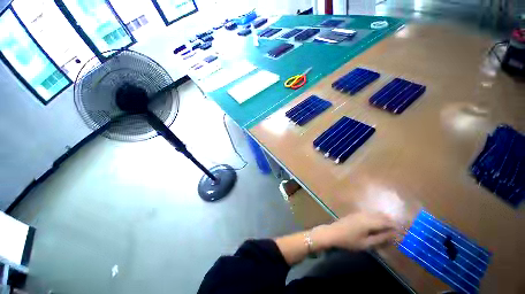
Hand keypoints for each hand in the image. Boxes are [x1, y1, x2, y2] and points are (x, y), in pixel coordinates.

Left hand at [312, 212, 398, 251]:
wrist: (332, 233)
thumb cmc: (349, 241)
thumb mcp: (366, 243)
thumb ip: (380, 238)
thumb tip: (393, 234)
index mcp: (368, 222)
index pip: (386, 222)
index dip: (395, 226)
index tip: (404, 230)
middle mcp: (364, 215)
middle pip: (381, 216)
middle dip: (391, 221)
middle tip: (399, 228)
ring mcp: (359, 213)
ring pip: (375, 214)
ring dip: (384, 218)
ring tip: (391, 226)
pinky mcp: (355, 214)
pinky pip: (369, 213)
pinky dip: (376, 217)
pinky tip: (378, 223)